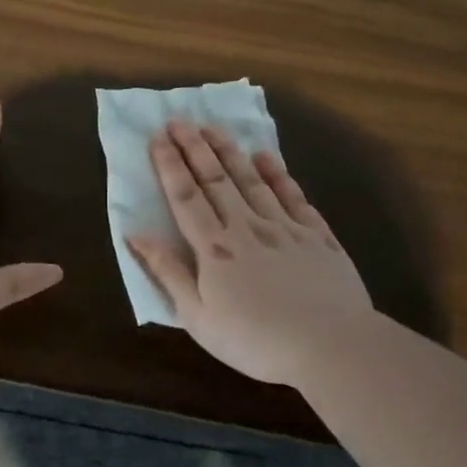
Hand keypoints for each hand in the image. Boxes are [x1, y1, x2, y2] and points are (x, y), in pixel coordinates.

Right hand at [128, 121, 371, 388]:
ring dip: (230, 151)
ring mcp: (284, 227)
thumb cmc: (255, 340)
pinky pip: (293, 196)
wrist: (331, 346)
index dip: (170, 165)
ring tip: (214, 127)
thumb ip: (167, 272)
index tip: (158, 138)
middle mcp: (246, 226)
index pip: (185, 197)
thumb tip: (135, 235)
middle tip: (180, 119)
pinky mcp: (317, 235)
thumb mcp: (197, 317)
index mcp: (214, 248)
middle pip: (216, 179)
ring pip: (252, 180)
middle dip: (195, 147)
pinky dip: (277, 174)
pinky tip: (266, 157)